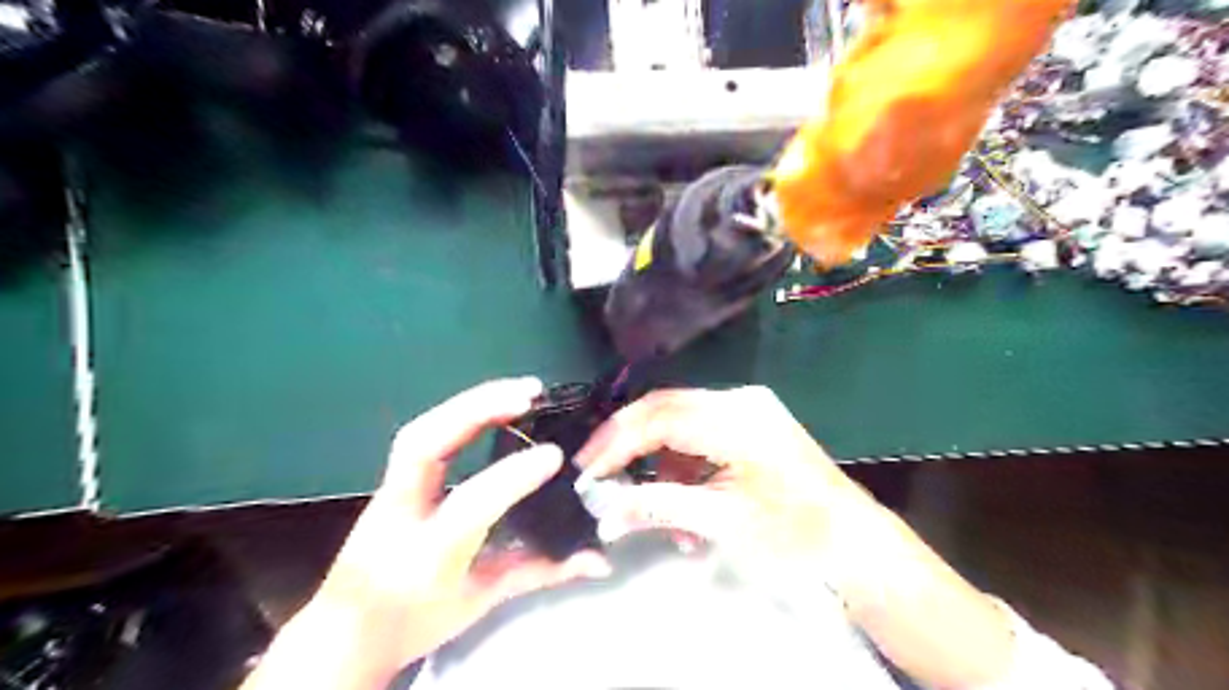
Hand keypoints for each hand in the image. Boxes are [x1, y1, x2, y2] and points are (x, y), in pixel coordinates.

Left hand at [266, 379, 613, 687]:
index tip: (554, 454)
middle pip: (424, 444)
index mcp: (427, 555)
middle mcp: (401, 514)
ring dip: (470, 402)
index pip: (472, 503)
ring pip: (420, 431)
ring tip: (519, 391)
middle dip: (476, 409)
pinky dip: (460, 413)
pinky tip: (491, 405)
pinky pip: (424, 435)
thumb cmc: (415, 620)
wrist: (344, 632)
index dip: (513, 476)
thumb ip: (541, 572)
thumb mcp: (482, 601)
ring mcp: (389, 492)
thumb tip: (600, 561)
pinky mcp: (391, 479)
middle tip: (529, 392)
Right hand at [574, 389, 871, 577]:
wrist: (854, 542)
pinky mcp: (749, 422)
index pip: (659, 418)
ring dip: (658, 461)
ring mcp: (746, 408)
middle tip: (597, 472)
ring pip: (679, 422)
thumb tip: (604, 513)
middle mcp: (739, 401)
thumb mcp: (722, 521)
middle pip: (664, 409)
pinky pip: (699, 433)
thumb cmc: (794, 533)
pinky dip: (682, 464)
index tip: (587, 471)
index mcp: (737, 420)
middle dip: (626, 442)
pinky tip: (683, 500)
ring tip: (651, 506)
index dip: (617, 443)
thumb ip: (658, 508)